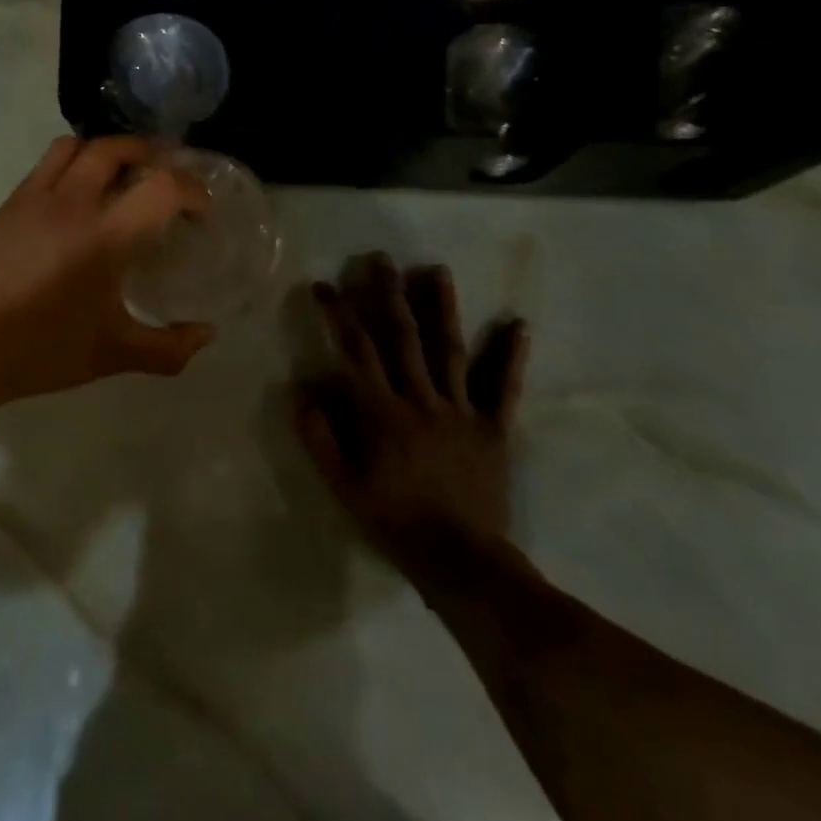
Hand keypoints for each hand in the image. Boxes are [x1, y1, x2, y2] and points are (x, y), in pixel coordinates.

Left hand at [0, 135, 215, 412]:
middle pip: (117, 148)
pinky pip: (46, 164)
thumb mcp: (114, 355)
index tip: (199, 210)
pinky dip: (72, 164)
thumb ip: (169, 348)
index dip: (191, 190)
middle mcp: (71, 204)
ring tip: (120, 174)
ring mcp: (34, 198)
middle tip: (165, 175)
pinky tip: (76, 196)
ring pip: (76, 146)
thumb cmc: (43, 352)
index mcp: (104, 238)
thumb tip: (209, 334)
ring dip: (107, 150)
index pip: (161, 187)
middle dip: (150, 153)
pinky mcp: (9, 204)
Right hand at [298, 253, 527, 562]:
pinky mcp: (493, 429)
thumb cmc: (395, 522)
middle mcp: (421, 400)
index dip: (338, 314)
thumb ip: (320, 438)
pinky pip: (502, 389)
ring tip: (437, 270)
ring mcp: (461, 411)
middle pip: (402, 337)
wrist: (462, 562)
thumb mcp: (343, 486)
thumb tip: (301, 391)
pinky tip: (519, 325)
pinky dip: (511, 357)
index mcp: (383, 412)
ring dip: (443, 308)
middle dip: (387, 294)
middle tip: (380, 258)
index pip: (356, 351)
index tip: (324, 284)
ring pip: (449, 350)